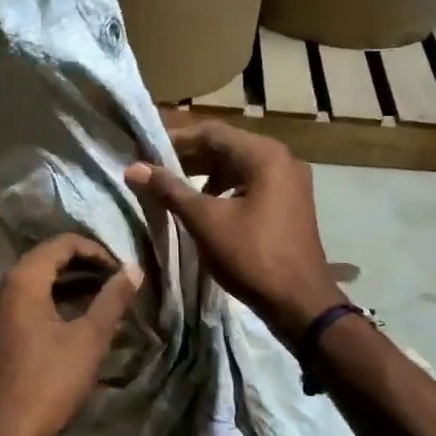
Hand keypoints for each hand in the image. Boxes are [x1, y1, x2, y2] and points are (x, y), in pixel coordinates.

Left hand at [0, 233, 142, 435]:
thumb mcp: (89, 341)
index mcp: (20, 280)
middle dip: (83, 266)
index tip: (121, 270)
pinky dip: (49, 301)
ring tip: (102, 299)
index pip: (61, 243)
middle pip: (45, 259)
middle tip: (116, 283)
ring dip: (67, 284)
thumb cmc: (48, 385)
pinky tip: (73, 319)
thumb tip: (133, 269)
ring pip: (33, 281)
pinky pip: (21, 301)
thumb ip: (113, 299)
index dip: (96, 250)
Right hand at [126, 122, 339, 341]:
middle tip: (157, 169)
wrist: (300, 302)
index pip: (212, 132)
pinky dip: (227, 188)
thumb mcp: (206, 221)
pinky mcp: (291, 203)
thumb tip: (134, 168)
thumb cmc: (252, 256)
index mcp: (265, 155)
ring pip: (240, 166)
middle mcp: (282, 159)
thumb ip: (170, 190)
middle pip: (228, 146)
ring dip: (207, 173)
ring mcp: (291, 181)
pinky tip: (207, 205)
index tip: (147, 151)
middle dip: (190, 157)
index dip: (176, 140)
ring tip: (176, 188)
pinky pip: (253, 183)